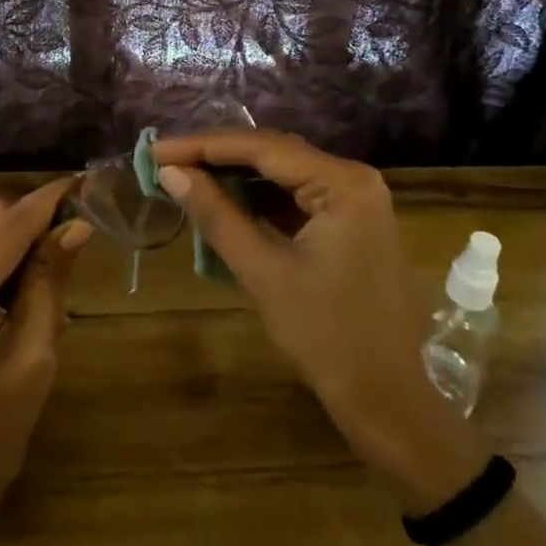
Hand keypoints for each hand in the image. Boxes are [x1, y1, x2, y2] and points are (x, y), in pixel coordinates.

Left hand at [0, 180, 90, 543]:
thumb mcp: (35, 354)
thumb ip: (49, 281)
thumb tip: (76, 226)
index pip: (6, 228)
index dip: (48, 202)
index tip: (85, 183)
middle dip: (31, 217)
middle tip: (74, 231)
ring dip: (13, 233)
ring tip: (50, 259)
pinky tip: (18, 278)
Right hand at [154, 131, 483, 512]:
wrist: (388, 399)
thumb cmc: (327, 337)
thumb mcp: (264, 272)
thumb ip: (217, 215)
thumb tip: (170, 172)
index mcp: (343, 183)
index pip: (262, 147)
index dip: (203, 145)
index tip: (157, 150)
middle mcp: (353, 178)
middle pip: (273, 153)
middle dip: (216, 156)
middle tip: (164, 161)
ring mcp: (354, 200)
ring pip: (282, 174)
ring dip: (234, 176)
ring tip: (183, 176)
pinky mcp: (348, 222)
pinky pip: (295, 197)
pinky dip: (256, 199)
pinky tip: (221, 200)